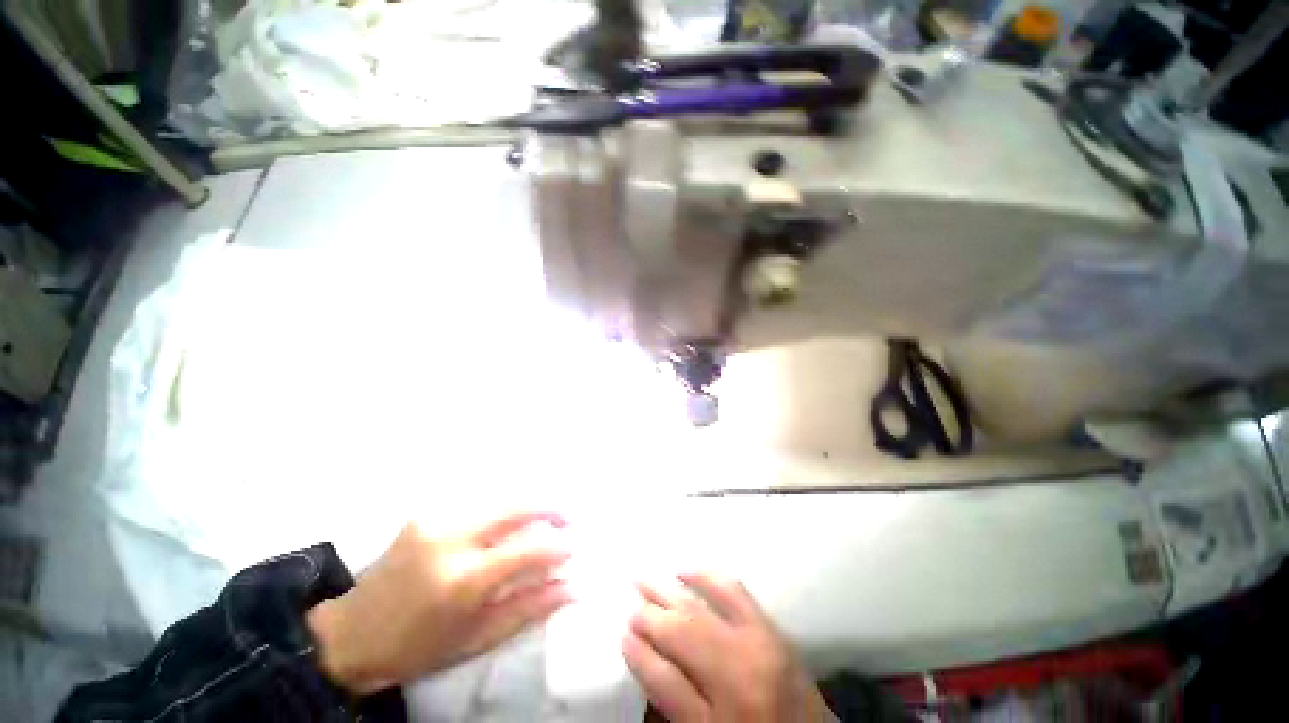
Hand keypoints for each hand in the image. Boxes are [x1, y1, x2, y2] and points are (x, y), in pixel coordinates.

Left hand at [307, 512, 570, 693]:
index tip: (573, 549)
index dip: (558, 545)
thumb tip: (572, 586)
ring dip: (528, 508)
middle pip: (517, 507)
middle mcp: (451, 538)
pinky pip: (479, 504)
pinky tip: (506, 526)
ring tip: (543, 523)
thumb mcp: (476, 639)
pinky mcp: (427, 512)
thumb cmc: (417, 648)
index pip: (527, 548)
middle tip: (569, 520)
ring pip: (501, 500)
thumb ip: (528, 608)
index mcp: (462, 580)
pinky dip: (501, 512)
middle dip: (551, 508)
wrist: (351, 632)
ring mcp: (436, 519)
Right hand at [623, 573, 828, 722]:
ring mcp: (760, 647)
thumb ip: (675, 706)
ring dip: (670, 589)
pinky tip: (687, 572)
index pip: (664, 681)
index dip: (639, 654)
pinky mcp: (774, 629)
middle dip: (650, 614)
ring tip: (646, 577)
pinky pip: (736, 592)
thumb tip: (646, 657)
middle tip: (631, 599)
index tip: (622, 633)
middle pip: (683, 633)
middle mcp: (738, 680)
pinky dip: (707, 577)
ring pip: (703, 606)